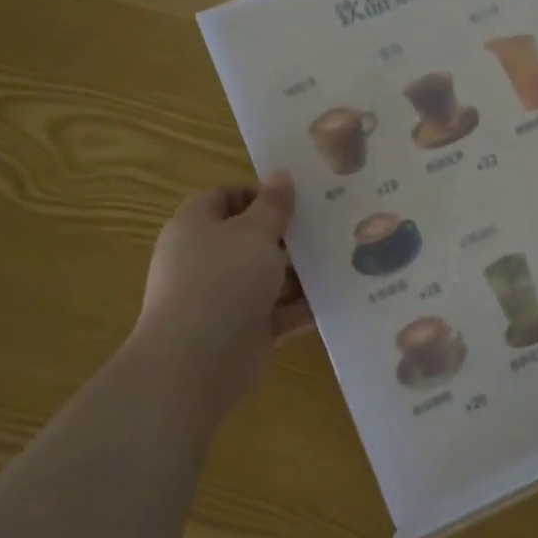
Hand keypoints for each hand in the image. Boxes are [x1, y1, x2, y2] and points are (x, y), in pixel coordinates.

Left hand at [131, 172, 312, 418]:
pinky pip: (276, 311)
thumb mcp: (255, 233)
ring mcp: (221, 298)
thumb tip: (281, 174)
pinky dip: (301, 307)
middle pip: (249, 238)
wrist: (197, 362)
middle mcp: (203, 260)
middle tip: (327, 226)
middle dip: (287, 235)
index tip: (296, 199)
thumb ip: (273, 205)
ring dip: (299, 273)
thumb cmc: (223, 281)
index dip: (257, 194)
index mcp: (195, 227)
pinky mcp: (241, 331)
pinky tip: (335, 297)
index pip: (223, 197)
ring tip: (341, 260)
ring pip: (266, 277)